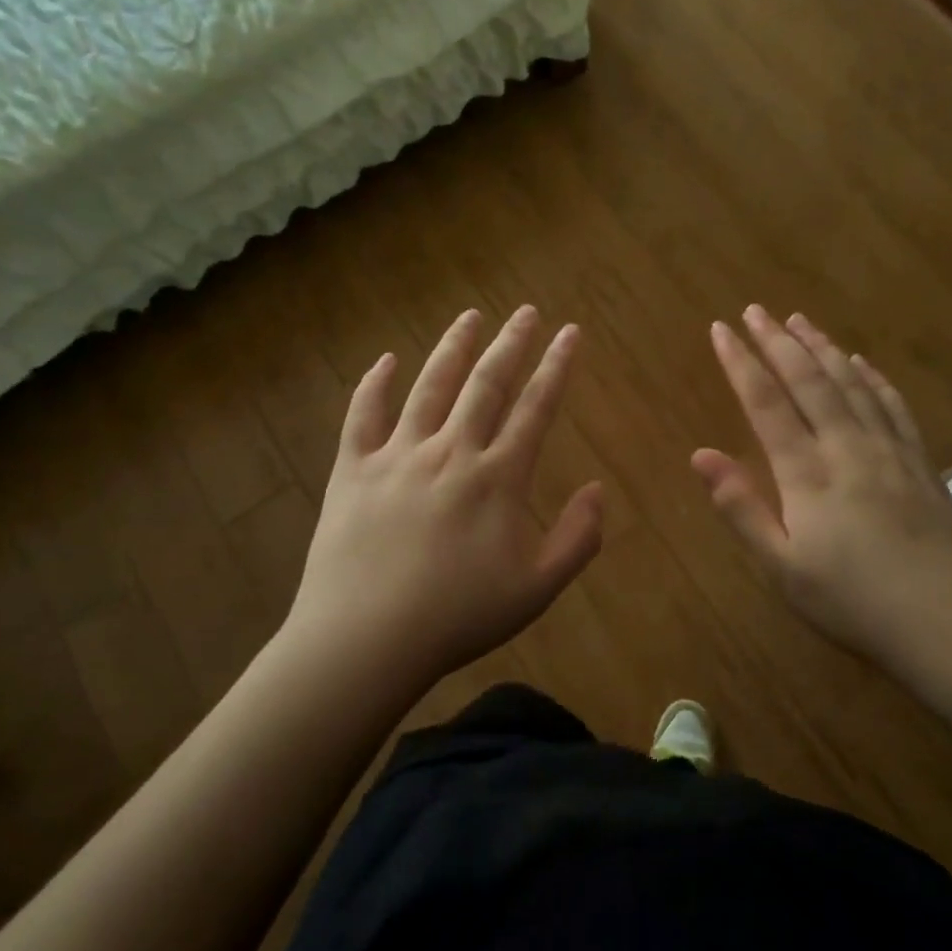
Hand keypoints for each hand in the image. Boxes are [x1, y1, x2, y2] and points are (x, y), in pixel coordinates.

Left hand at [283, 306, 602, 688]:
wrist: (368, 639)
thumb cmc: (458, 617)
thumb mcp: (536, 589)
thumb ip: (577, 538)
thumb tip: (597, 489)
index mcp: (498, 477)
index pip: (536, 408)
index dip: (556, 367)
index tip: (570, 333)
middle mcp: (451, 451)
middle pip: (486, 384)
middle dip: (511, 343)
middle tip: (526, 311)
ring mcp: (398, 455)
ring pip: (430, 386)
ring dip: (453, 348)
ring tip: (470, 317)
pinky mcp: (354, 469)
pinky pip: (363, 414)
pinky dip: (375, 383)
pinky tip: (387, 360)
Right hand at [692, 305, 951, 671]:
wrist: (949, 625)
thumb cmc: (852, 603)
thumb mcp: (782, 568)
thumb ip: (741, 508)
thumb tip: (699, 455)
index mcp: (808, 474)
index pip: (766, 404)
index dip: (741, 364)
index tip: (722, 329)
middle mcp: (848, 448)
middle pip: (809, 381)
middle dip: (778, 342)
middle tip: (756, 310)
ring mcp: (890, 453)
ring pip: (852, 385)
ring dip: (823, 348)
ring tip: (800, 321)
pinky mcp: (921, 465)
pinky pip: (893, 407)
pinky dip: (873, 379)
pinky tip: (861, 363)